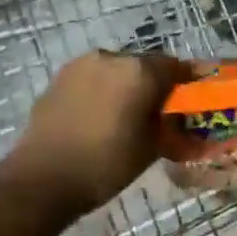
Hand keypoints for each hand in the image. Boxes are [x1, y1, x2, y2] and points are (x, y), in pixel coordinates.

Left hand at [0, 52, 191, 216]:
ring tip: (127, 114)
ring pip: (115, 70)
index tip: (194, 96)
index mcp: (139, 71)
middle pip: (143, 65)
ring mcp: (81, 65)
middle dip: (154, 84)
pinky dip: (102, 91)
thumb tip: (179, 118)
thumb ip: (169, 125)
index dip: (187, 81)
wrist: (42, 177)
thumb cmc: (106, 164)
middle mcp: (111, 57)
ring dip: (126, 85)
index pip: (175, 67)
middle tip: (160, 110)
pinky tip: (100, 116)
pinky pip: (92, 79)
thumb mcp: (150, 148)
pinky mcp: (59, 77)